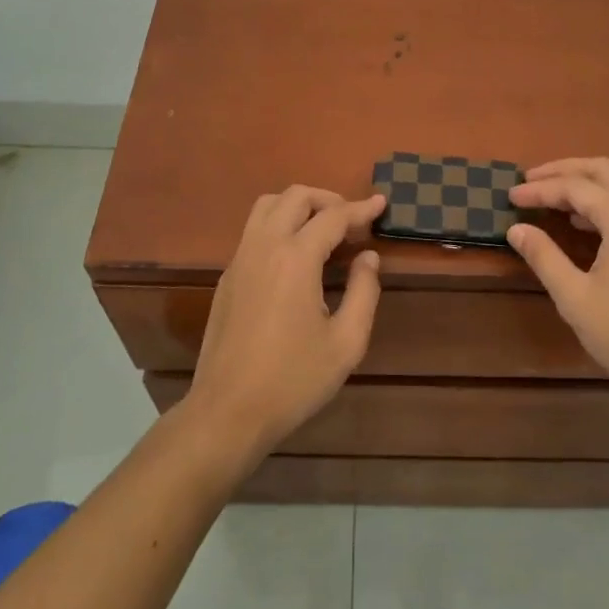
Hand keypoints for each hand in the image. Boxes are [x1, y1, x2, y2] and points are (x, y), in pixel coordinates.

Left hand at [184, 186, 386, 463]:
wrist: (228, 411)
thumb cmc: (293, 380)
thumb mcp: (346, 343)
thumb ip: (364, 292)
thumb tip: (368, 257)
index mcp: (296, 258)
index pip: (333, 216)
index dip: (361, 208)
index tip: (381, 204)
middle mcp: (264, 246)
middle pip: (295, 196)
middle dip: (328, 199)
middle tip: (352, 220)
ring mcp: (240, 259)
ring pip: (267, 206)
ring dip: (298, 206)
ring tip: (323, 229)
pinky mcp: (228, 277)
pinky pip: (254, 231)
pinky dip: (279, 225)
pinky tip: (295, 256)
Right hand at [507, 158, 608, 408]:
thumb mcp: (575, 298)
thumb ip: (543, 256)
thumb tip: (516, 229)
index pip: (576, 187)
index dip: (540, 189)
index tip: (510, 197)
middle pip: (603, 171)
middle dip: (564, 170)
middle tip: (530, 180)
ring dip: (583, 185)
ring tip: (549, 198)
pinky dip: (601, 204)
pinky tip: (580, 223)